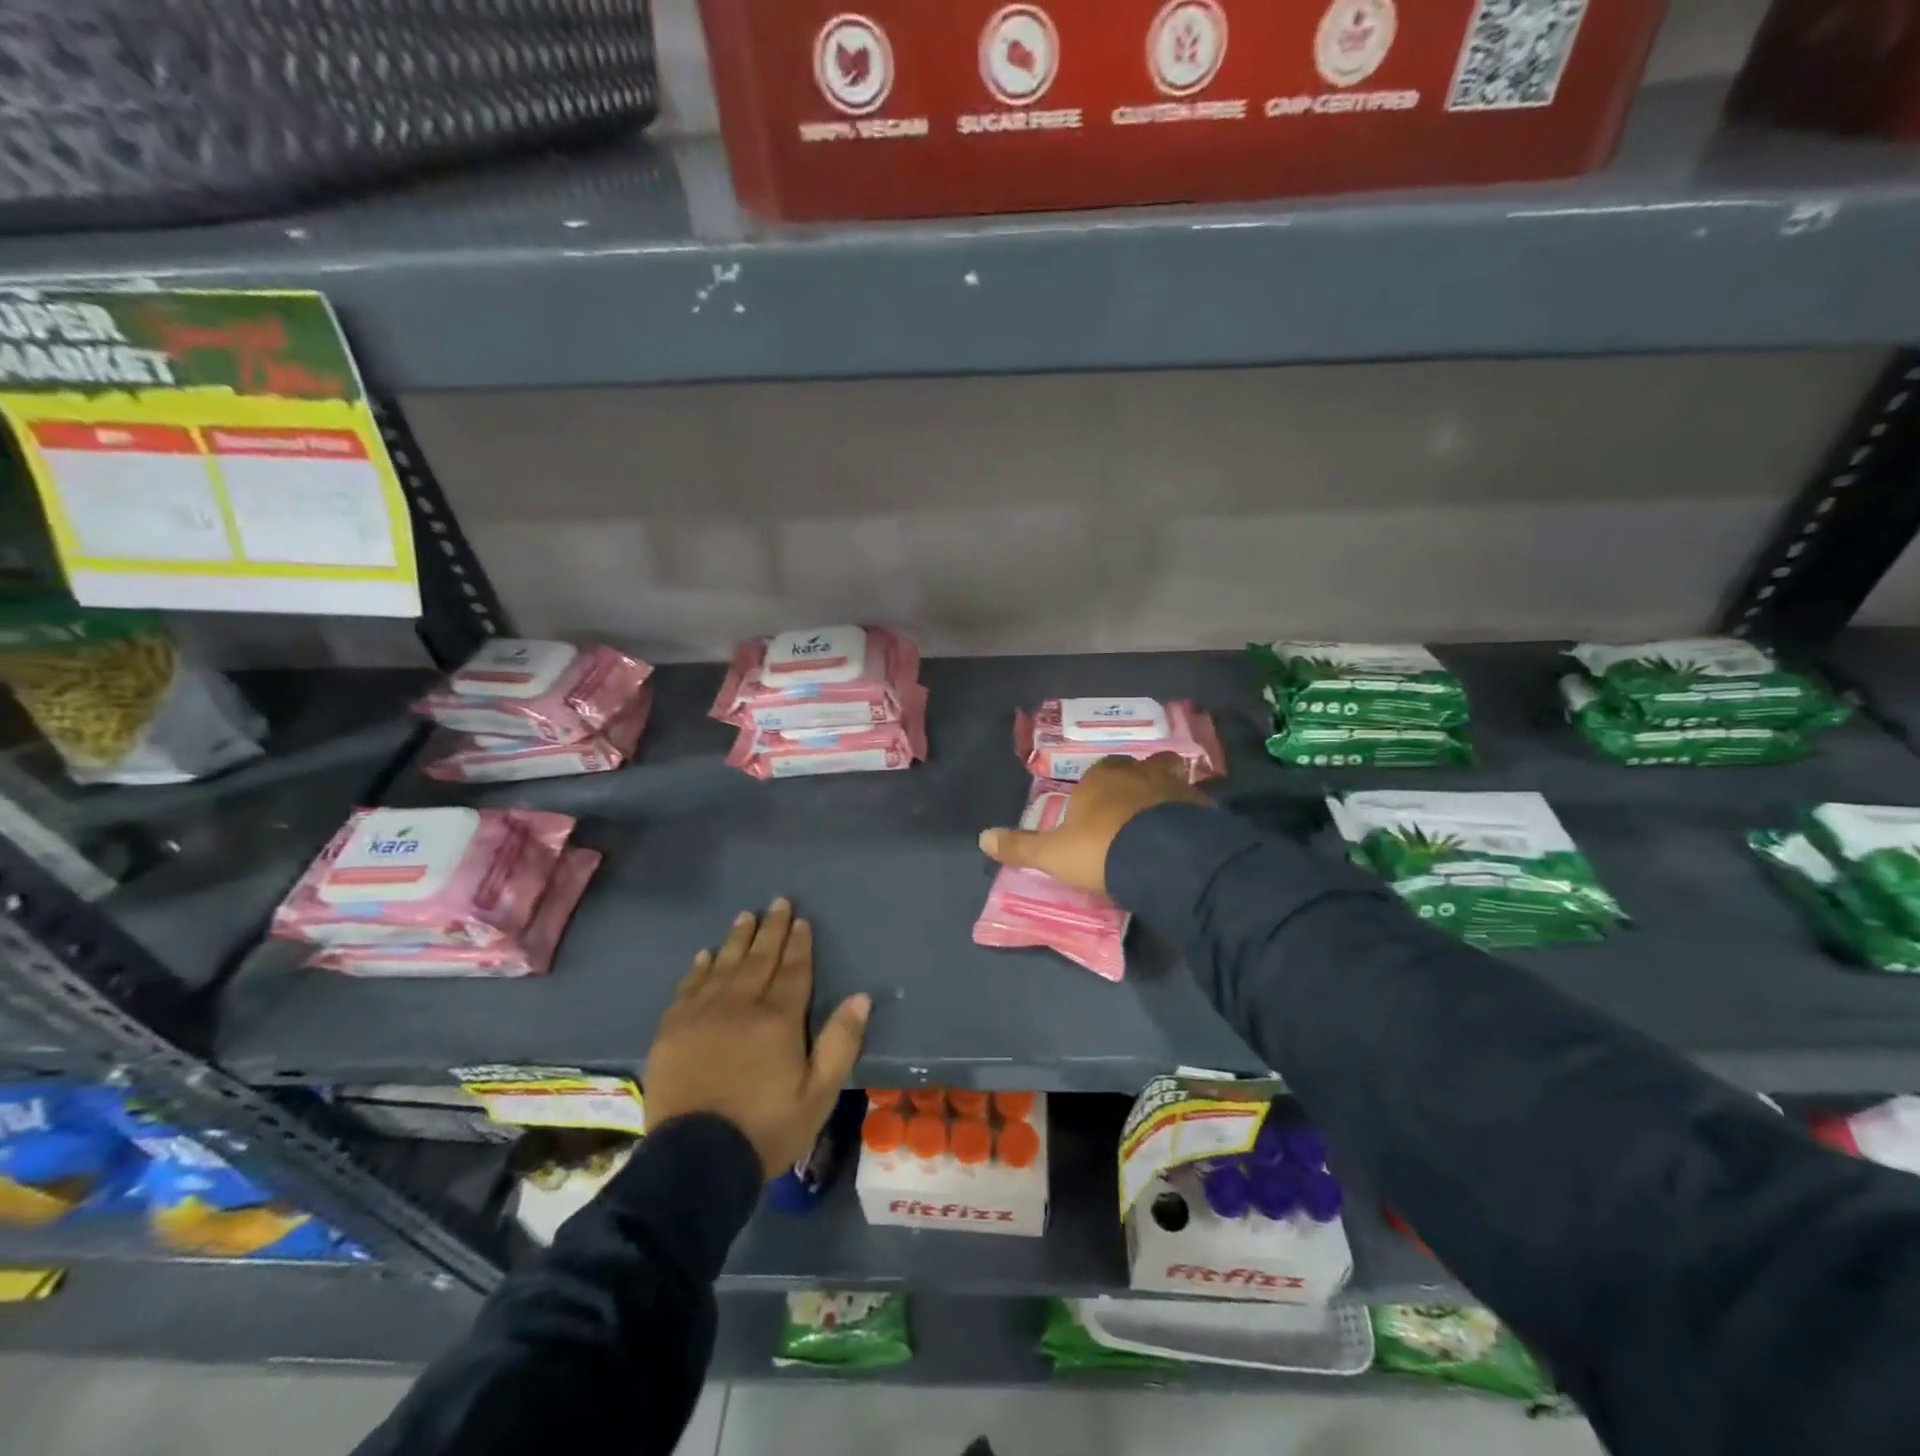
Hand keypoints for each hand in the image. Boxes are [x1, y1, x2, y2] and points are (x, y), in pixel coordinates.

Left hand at [644, 898, 870, 1176]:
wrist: (695, 1162)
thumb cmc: (766, 1129)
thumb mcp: (819, 1094)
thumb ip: (840, 1043)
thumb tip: (860, 997)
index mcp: (778, 1020)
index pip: (793, 971)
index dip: (799, 944)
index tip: (801, 920)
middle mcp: (740, 1006)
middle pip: (759, 959)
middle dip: (771, 929)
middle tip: (778, 902)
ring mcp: (702, 1015)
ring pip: (724, 966)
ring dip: (737, 939)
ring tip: (745, 916)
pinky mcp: (672, 1031)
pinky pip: (688, 988)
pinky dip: (699, 968)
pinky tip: (704, 955)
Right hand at [977, 753, 1206, 893]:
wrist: (1162, 857)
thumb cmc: (1101, 849)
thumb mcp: (1053, 854)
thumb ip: (1020, 847)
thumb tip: (981, 838)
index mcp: (1098, 778)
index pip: (1094, 776)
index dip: (1094, 793)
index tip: (1095, 817)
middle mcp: (1135, 772)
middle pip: (1134, 769)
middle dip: (1131, 785)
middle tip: (1130, 814)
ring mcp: (1172, 785)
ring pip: (1166, 780)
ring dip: (1162, 796)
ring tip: (1161, 821)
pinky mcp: (1201, 804)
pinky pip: (1192, 804)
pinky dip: (1188, 815)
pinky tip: (1187, 836)